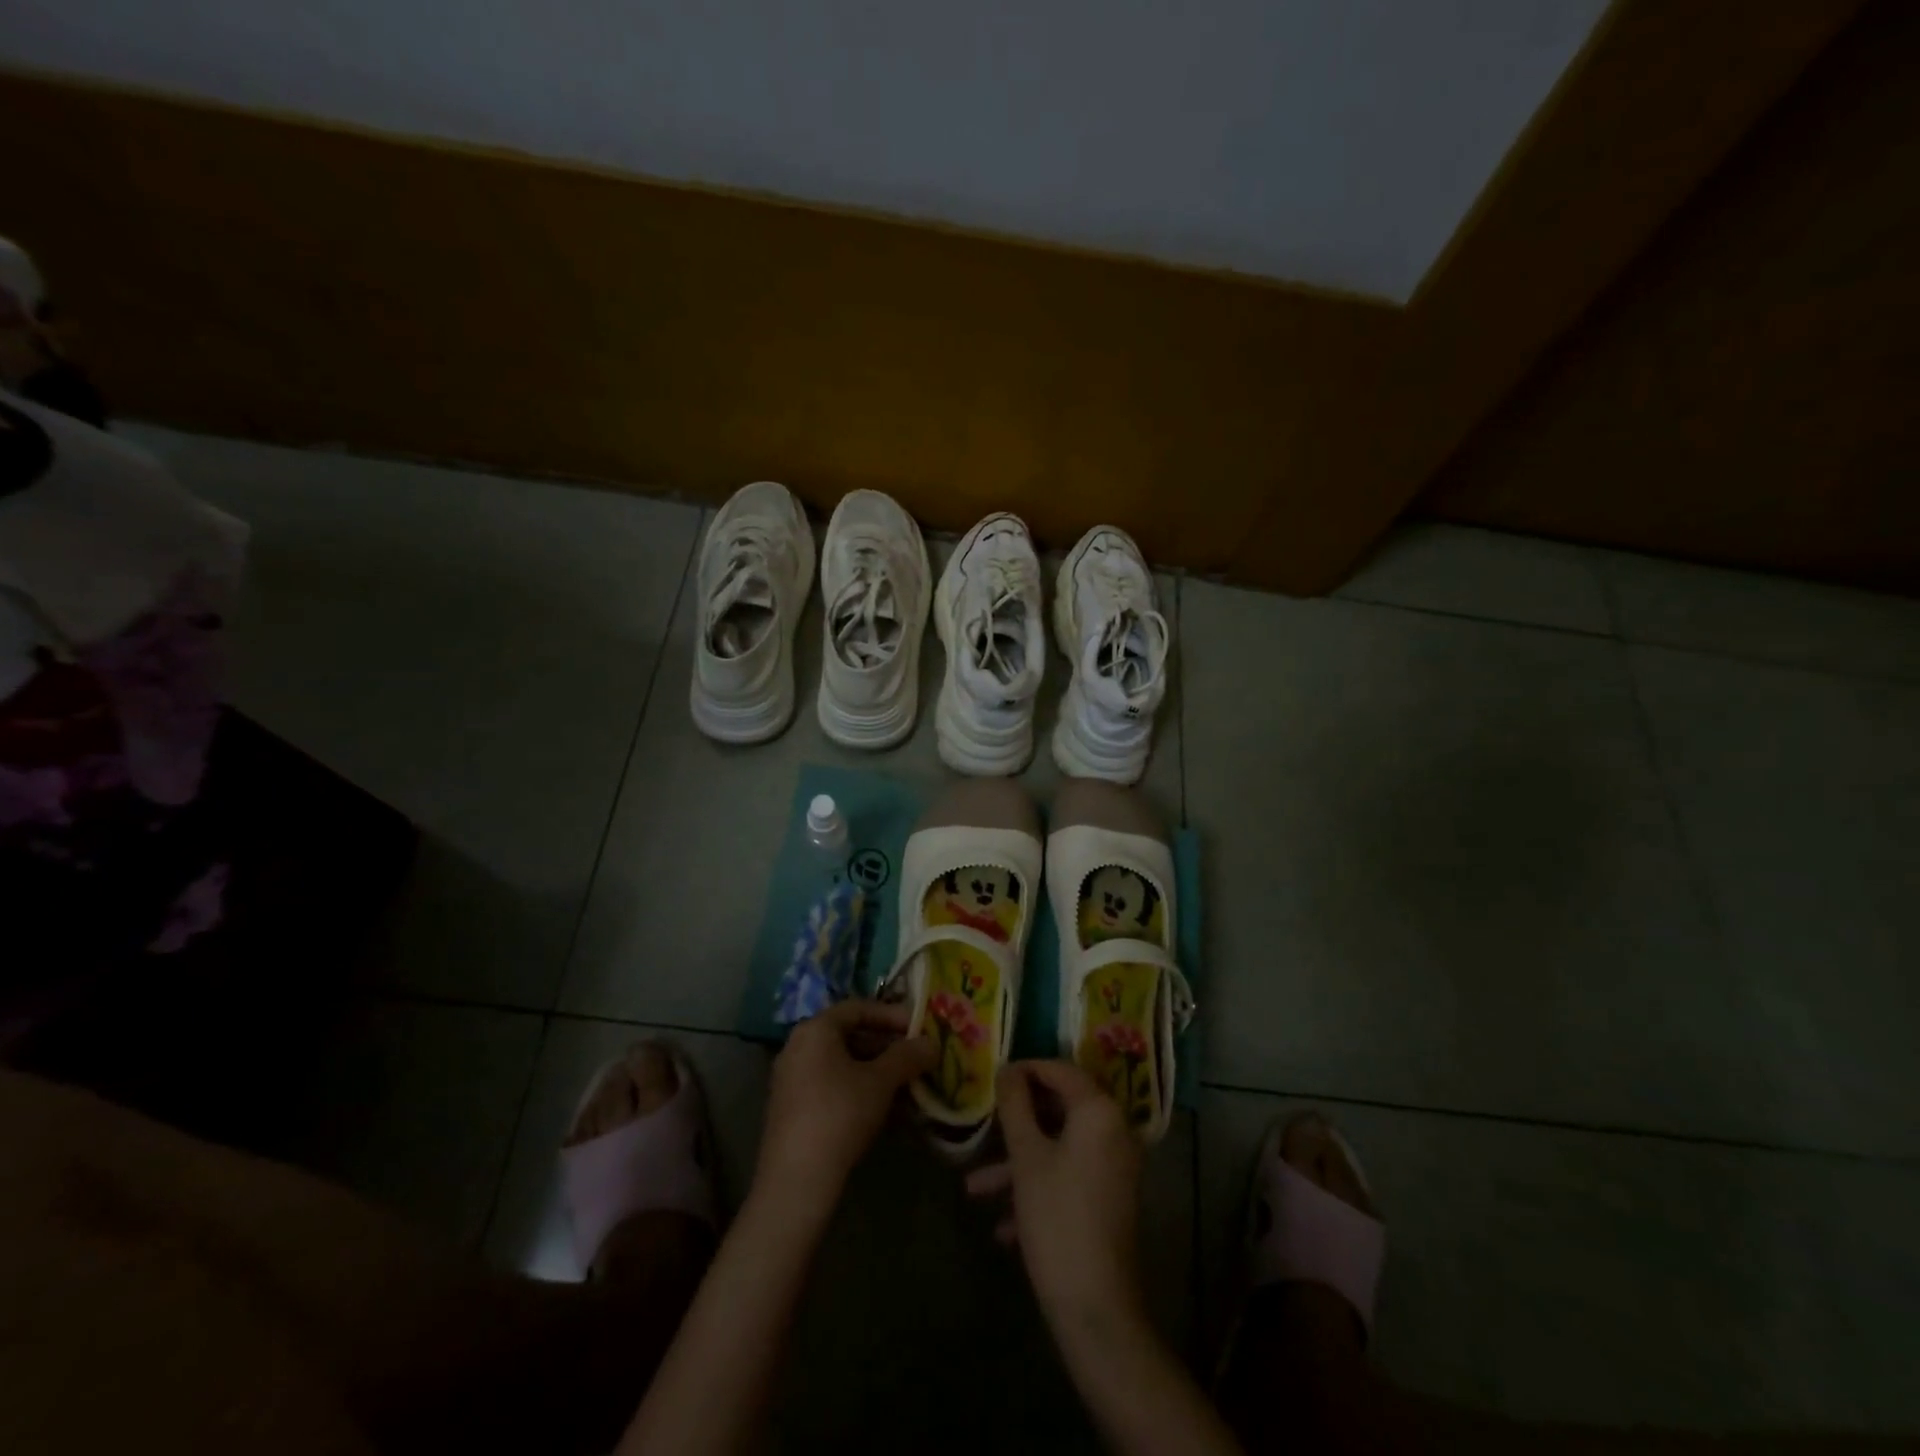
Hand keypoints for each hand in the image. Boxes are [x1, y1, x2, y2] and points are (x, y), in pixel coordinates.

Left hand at [754, 1000, 935, 1219]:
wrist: (796, 1180)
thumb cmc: (840, 1114)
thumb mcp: (881, 1081)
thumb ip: (908, 1056)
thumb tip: (932, 1043)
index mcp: (816, 1029)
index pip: (859, 1008)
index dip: (892, 1015)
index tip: (919, 1029)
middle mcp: (798, 1046)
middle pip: (850, 1035)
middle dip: (887, 1046)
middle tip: (917, 1058)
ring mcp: (791, 1078)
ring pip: (842, 1063)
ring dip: (876, 1070)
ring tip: (907, 1085)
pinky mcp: (792, 1108)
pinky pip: (831, 1085)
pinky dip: (858, 1089)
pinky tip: (883, 1109)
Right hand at [966, 1060, 1144, 1326]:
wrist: (1096, 1308)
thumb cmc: (1057, 1218)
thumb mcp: (1026, 1157)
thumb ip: (1015, 1105)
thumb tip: (1008, 1069)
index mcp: (1099, 1111)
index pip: (1060, 1070)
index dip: (1024, 1070)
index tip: (992, 1080)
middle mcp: (1115, 1131)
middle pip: (1059, 1109)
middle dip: (1017, 1124)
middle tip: (984, 1127)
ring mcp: (1115, 1167)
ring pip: (1059, 1148)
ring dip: (1018, 1164)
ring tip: (975, 1189)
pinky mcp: (1110, 1199)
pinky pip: (1069, 1177)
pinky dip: (1038, 1189)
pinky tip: (1002, 1228)